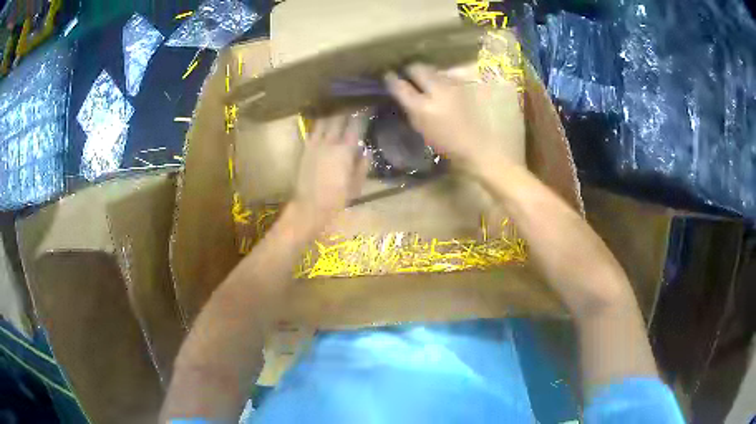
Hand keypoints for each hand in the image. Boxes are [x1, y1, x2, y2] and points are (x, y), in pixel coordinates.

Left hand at [290, 114, 368, 228]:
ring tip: (338, 106)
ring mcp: (316, 143)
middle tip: (354, 101)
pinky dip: (320, 121)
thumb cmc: (337, 199)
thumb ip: (362, 165)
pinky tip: (324, 118)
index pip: (356, 125)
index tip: (368, 105)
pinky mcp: (306, 148)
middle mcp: (330, 142)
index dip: (363, 113)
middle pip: (340, 118)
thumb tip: (366, 150)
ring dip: (332, 112)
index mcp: (346, 150)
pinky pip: (313, 129)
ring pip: (325, 120)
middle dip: (347, 108)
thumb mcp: (357, 184)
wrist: (310, 206)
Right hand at [385, 63, 524, 175]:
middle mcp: (437, 91)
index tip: (388, 76)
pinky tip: (441, 86)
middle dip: (410, 70)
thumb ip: (409, 107)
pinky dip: (440, 78)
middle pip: (417, 68)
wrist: (477, 145)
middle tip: (408, 76)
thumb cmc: (446, 143)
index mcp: (422, 107)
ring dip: (426, 73)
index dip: (392, 79)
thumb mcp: (420, 128)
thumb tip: (400, 90)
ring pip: (433, 69)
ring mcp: (452, 85)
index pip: (400, 85)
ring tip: (425, 82)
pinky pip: (446, 75)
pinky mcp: (464, 84)